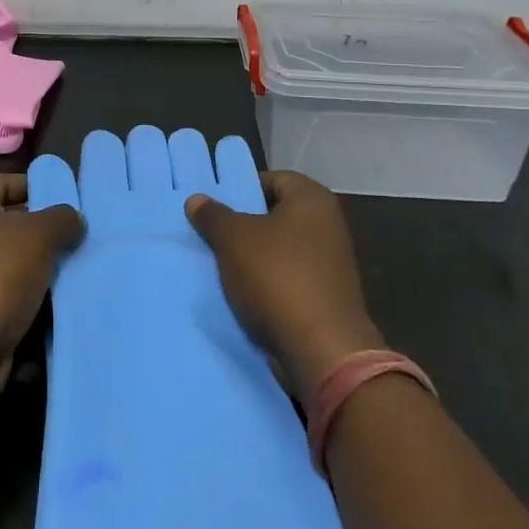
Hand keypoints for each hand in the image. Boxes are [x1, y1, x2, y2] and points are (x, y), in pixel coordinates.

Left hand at [0, 174, 83, 398]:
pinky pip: (16, 292)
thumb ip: (62, 218)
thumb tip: (74, 219)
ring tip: (85, 263)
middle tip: (86, 233)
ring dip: (47, 265)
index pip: (8, 182)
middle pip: (15, 221)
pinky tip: (68, 296)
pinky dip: (38, 294)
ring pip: (19, 260)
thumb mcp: (38, 234)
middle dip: (49, 228)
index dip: (39, 186)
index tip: (73, 200)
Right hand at [185, 171, 384, 394]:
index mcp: (312, 199)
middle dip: (244, 225)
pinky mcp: (328, 296)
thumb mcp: (233, 239)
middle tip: (213, 235)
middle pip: (276, 214)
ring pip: (281, 249)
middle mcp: (328, 224)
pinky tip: (243, 294)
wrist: (322, 350)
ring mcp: (331, 262)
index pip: (273, 179)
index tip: (217, 208)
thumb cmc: (277, 277)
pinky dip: (268, 283)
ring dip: (254, 257)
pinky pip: (290, 278)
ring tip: (221, 266)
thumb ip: (213, 215)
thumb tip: (197, 199)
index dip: (243, 189)